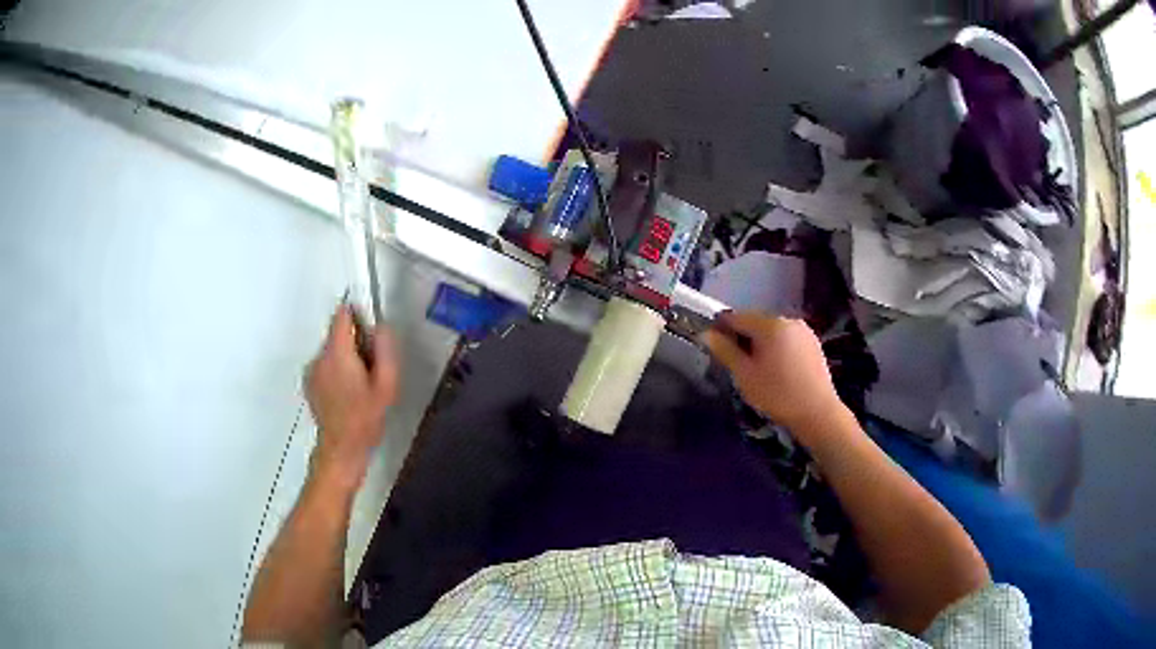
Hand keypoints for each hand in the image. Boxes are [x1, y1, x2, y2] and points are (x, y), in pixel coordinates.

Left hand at [305, 304, 398, 486]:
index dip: (357, 315)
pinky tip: (346, 392)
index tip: (369, 328)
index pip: (341, 315)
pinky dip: (335, 371)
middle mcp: (320, 357)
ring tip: (359, 384)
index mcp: (338, 353)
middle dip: (354, 342)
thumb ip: (385, 350)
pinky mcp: (309, 382)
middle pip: (337, 334)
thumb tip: (381, 326)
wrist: (342, 448)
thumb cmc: (366, 418)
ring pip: (331, 351)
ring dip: (345, 358)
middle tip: (370, 366)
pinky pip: (324, 365)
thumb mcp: (387, 385)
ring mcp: (311, 370)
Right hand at [703, 311, 844, 434]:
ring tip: (758, 369)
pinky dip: (777, 348)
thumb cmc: (777, 394)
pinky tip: (778, 370)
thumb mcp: (745, 375)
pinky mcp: (813, 343)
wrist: (817, 413)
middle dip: (743, 337)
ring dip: (761, 343)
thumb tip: (706, 334)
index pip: (737, 316)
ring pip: (773, 331)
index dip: (721, 328)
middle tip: (737, 363)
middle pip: (756, 322)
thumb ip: (725, 351)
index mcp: (770, 324)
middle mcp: (788, 320)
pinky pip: (787, 339)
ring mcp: (804, 330)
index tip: (714, 345)